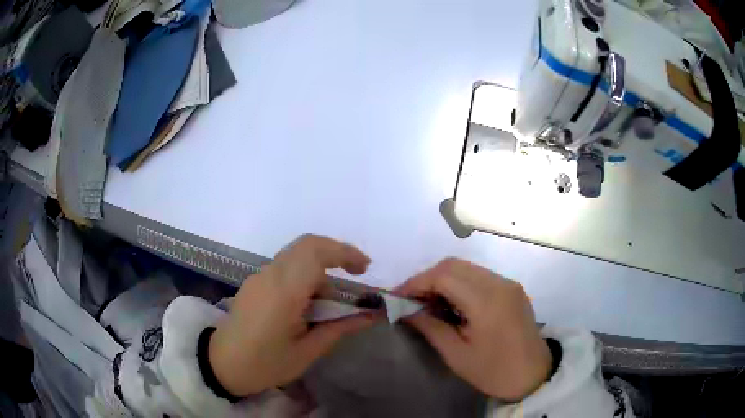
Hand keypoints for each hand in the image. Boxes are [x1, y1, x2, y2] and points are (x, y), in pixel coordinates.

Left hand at [209, 235, 377, 396]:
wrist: (222, 364)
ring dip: (319, 269)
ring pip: (297, 256)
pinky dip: (305, 276)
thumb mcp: (307, 352)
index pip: (315, 252)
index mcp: (283, 292)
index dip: (344, 252)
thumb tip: (371, 316)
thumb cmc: (266, 364)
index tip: (365, 268)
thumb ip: (339, 328)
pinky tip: (307, 305)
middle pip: (307, 245)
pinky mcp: (255, 282)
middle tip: (356, 273)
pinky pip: (285, 267)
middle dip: (336, 254)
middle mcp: (270, 275)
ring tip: (329, 306)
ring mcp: (259, 276)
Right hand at [398, 258, 550, 401]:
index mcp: (486, 301)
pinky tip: (452, 303)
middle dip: (427, 278)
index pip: (443, 275)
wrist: (534, 374)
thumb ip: (431, 327)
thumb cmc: (494, 371)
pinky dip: (459, 283)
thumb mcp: (457, 355)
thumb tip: (407, 311)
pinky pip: (479, 275)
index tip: (398, 297)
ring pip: (466, 267)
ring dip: (443, 279)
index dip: (416, 282)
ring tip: (428, 302)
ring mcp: (508, 283)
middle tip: (411, 300)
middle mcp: (499, 283)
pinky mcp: (511, 288)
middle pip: (454, 264)